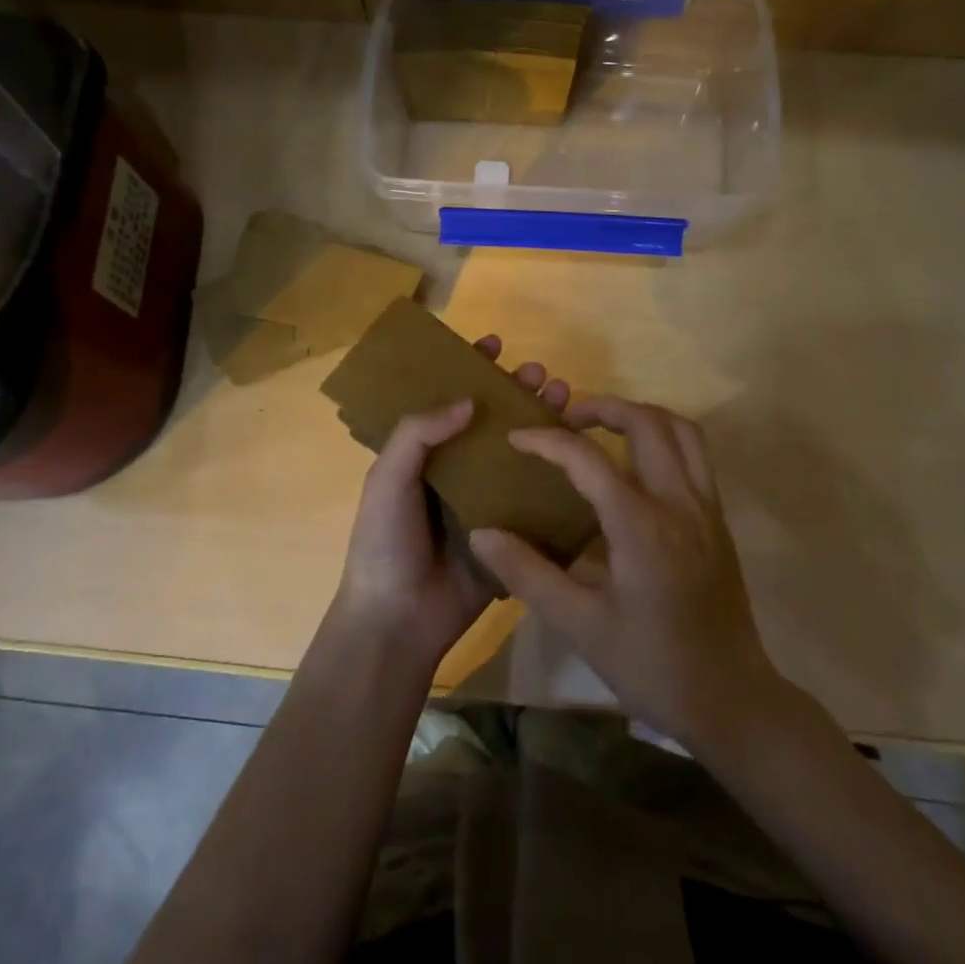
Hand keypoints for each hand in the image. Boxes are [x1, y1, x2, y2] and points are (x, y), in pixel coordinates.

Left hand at [332, 335, 570, 672]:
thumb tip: (468, 400)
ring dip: (540, 421)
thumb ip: (417, 434)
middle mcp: (457, 470)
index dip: (469, 369)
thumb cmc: (385, 542)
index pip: (449, 400)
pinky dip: (556, 471)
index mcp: (423, 455)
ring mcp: (486, 500)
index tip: (494, 344)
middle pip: (492, 420)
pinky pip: (535, 494)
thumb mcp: (387, 479)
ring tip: (563, 396)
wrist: (400, 619)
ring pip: (518, 451)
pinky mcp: (510, 530)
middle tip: (539, 373)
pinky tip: (579, 449)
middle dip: (515, 390)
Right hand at [467, 396, 784, 749]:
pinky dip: (665, 438)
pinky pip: (696, 455)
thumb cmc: (652, 665)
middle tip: (566, 420)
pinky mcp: (718, 520)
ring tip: (604, 428)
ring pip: (681, 430)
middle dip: (602, 407)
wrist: (731, 699)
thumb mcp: (580, 626)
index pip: (589, 459)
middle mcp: (680, 502)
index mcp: (642, 526)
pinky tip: (637, 466)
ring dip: (641, 416)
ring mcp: (707, 508)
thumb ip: (529, 574)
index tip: (517, 436)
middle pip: (647, 423)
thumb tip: (482, 534)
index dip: (548, 440)